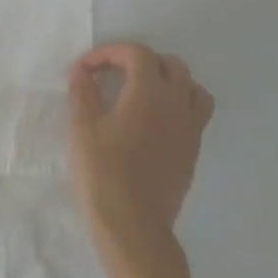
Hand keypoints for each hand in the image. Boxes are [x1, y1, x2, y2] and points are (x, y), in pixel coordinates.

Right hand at [69, 43, 214, 259]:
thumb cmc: (103, 172)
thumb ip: (83, 92)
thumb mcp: (82, 128)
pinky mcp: (192, 150)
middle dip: (139, 61)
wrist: (133, 225)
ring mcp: (190, 129)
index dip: (110, 53)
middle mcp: (177, 104)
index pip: (137, 53)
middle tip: (112, 75)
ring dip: (167, 80)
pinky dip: (178, 104)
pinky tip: (153, 120)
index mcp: (149, 93)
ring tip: (141, 92)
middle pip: (170, 64)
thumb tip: (82, 72)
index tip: (87, 69)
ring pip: (191, 87)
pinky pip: (195, 113)